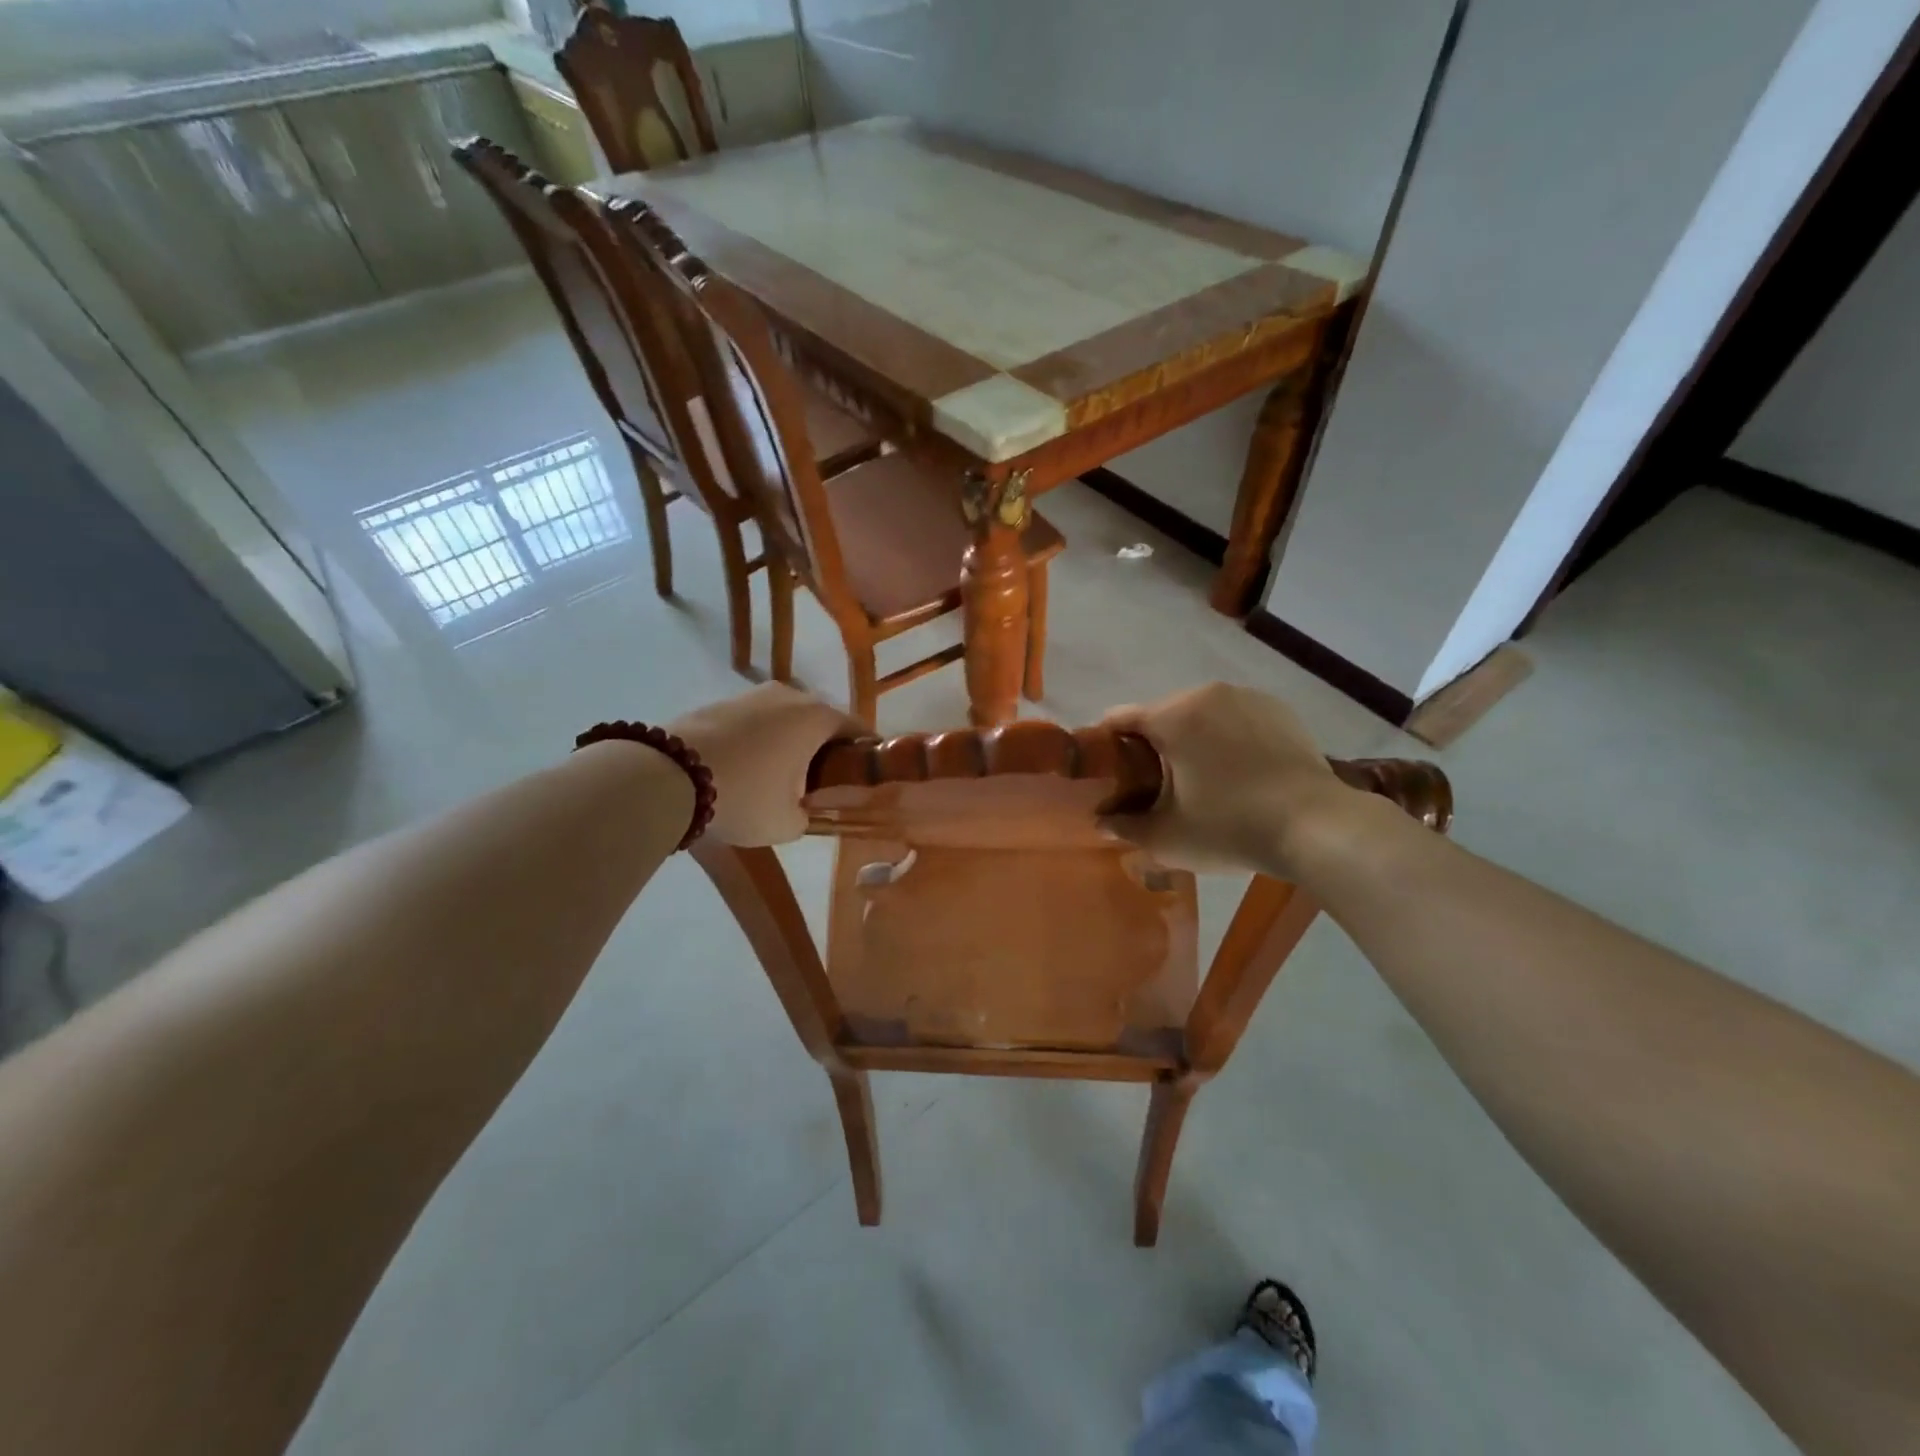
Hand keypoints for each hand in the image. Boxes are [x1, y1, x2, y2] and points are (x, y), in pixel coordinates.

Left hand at [669, 684, 857, 845]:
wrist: (668, 776)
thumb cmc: (745, 796)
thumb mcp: (787, 823)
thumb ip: (807, 815)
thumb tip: (801, 809)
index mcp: (818, 718)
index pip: (858, 730)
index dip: (865, 754)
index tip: (866, 776)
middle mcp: (791, 696)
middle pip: (821, 722)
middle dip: (826, 749)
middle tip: (822, 782)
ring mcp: (753, 695)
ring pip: (786, 719)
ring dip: (790, 743)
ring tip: (780, 776)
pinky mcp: (722, 702)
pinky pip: (756, 721)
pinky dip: (760, 740)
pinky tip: (747, 767)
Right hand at [1099, 682, 1355, 875]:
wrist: (1317, 828)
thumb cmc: (1231, 828)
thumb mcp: (1167, 837)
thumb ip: (1126, 827)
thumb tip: (1102, 822)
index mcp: (1173, 716)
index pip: (1119, 718)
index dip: (1106, 746)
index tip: (1107, 774)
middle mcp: (1207, 694)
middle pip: (1160, 715)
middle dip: (1151, 746)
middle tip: (1153, 786)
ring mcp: (1247, 698)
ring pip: (1199, 715)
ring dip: (1190, 741)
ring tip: (1198, 781)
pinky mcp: (1279, 711)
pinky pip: (1234, 719)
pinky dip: (1225, 739)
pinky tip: (1236, 774)